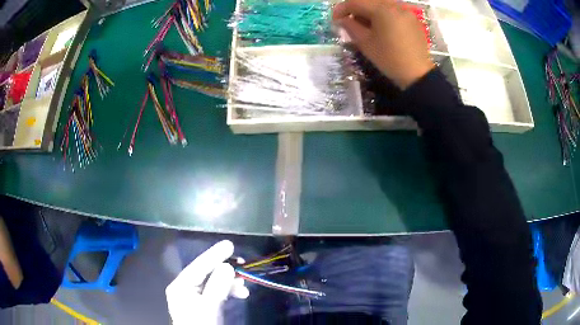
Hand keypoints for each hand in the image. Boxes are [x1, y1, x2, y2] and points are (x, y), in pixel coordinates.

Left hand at [166, 240, 248, 324]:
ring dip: (230, 283)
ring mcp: (194, 296)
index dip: (214, 255)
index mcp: (180, 286)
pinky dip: (229, 292)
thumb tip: (227, 266)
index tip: (229, 244)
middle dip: (225, 271)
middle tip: (242, 264)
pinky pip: (217, 292)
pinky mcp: (204, 303)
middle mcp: (185, 288)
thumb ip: (217, 286)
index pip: (198, 267)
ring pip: (214, 283)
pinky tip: (240, 294)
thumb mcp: (209, 307)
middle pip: (206, 273)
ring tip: (244, 287)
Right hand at [333, 0, 434, 88]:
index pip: (355, 2)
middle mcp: (395, 5)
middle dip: (356, 9)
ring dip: (369, 11)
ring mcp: (406, 11)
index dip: (341, 9)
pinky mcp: (412, 19)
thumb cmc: (389, 59)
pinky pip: (393, 10)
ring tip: (365, 25)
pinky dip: (383, 14)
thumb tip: (341, 20)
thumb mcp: (365, 43)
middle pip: (368, 1)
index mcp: (382, 9)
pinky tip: (381, 27)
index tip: (335, 20)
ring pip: (381, 4)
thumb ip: (350, 27)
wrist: (418, 74)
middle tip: (349, 22)